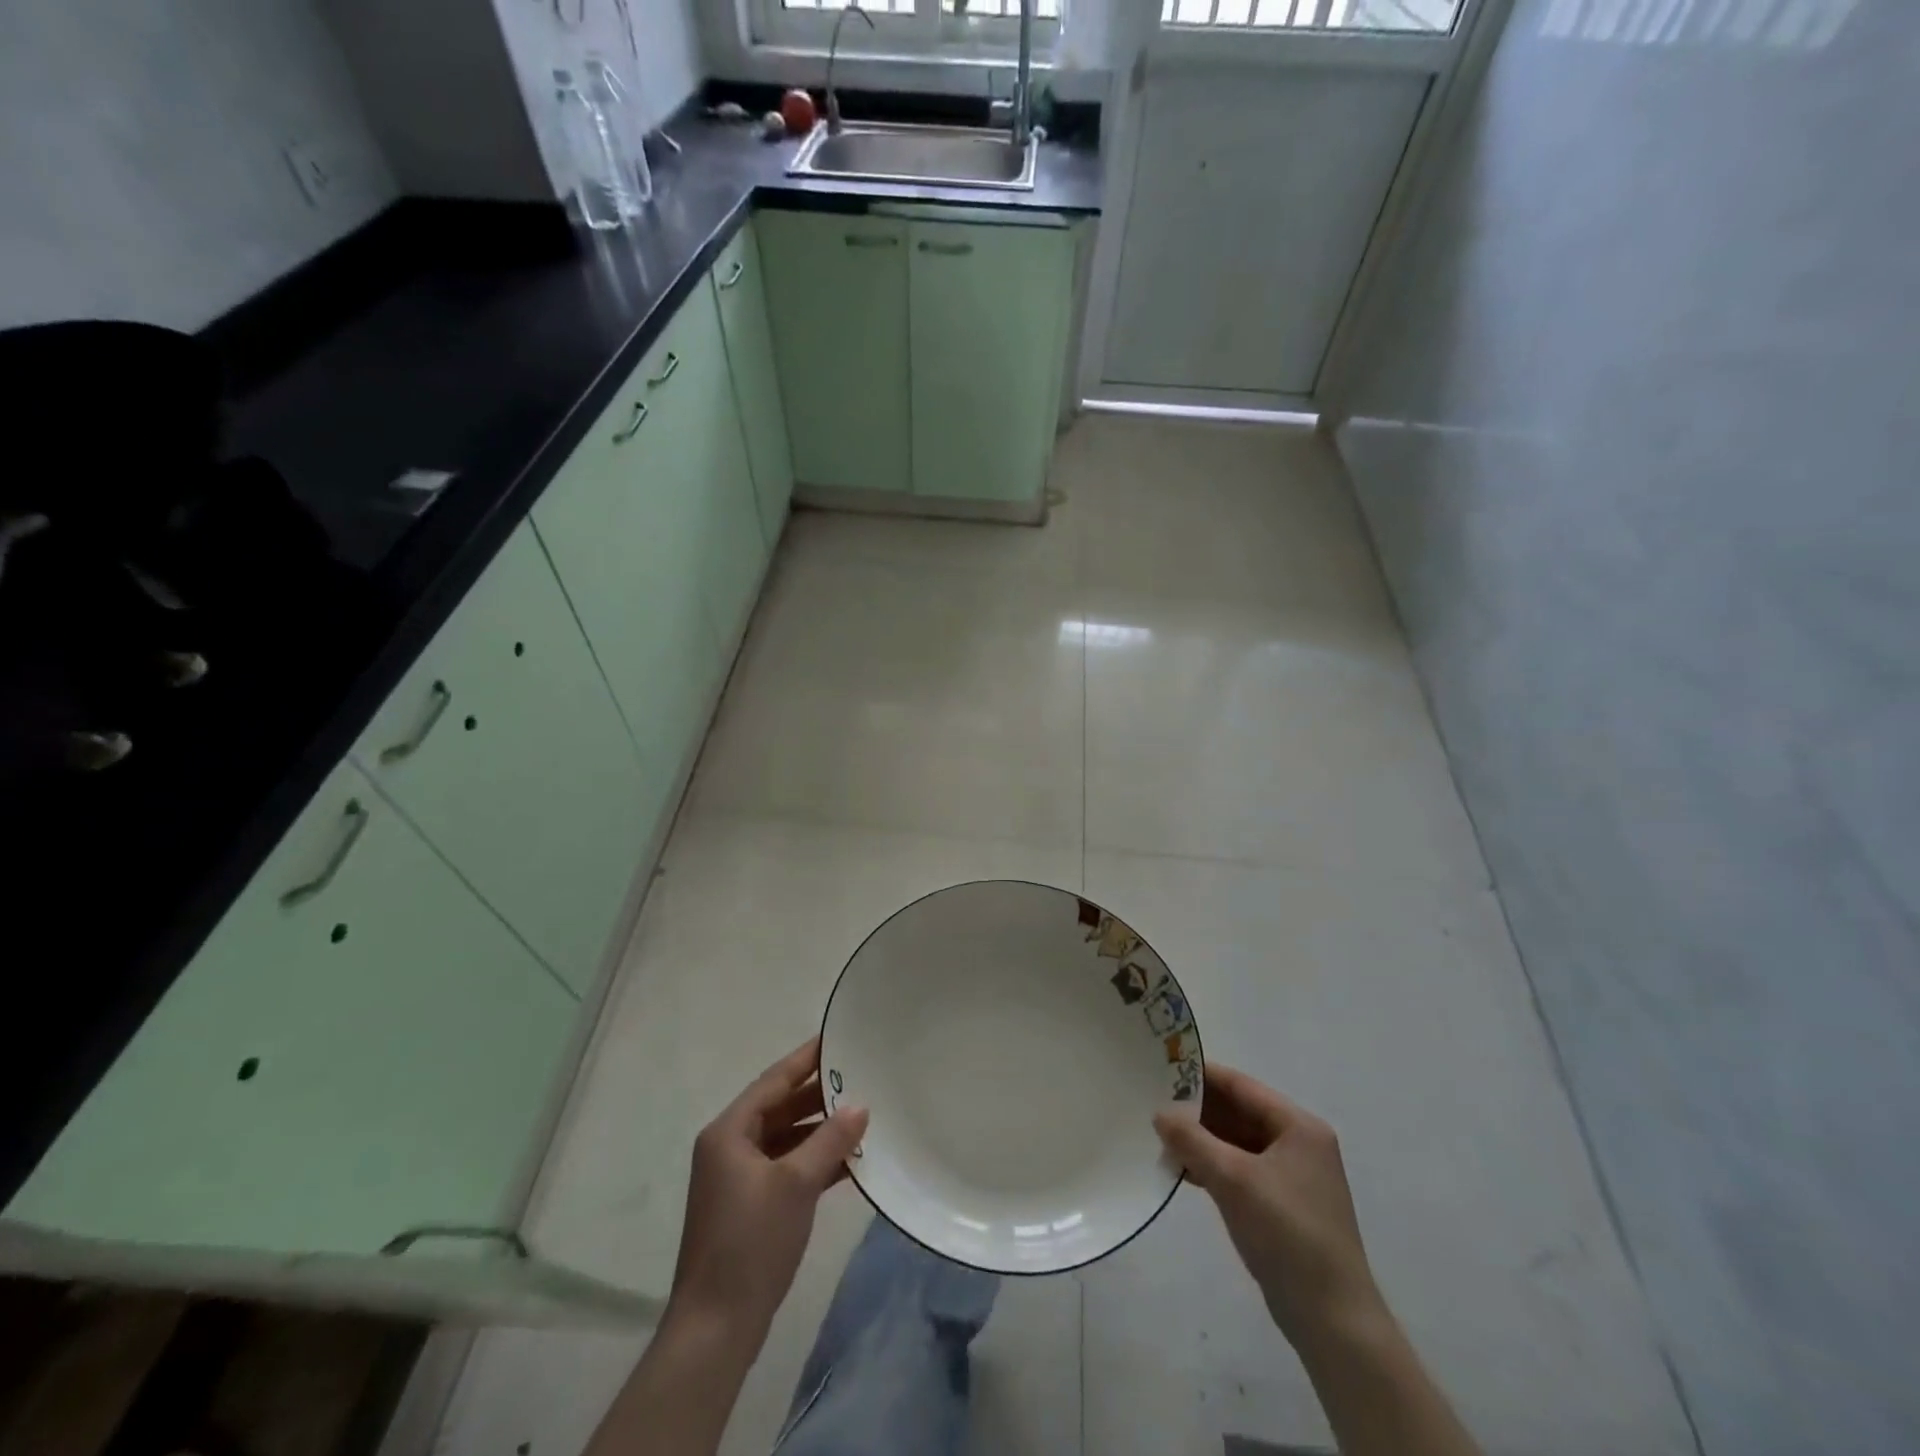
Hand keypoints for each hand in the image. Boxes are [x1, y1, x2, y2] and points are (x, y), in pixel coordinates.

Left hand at [667, 1036, 868, 1346]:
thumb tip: (861, 1105)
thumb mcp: (796, 1184)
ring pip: (785, 1138)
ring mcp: (738, 1179)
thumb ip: (830, 1140)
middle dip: (818, 1095)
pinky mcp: (750, 1206)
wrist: (716, 1327)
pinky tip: (849, 1160)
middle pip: (778, 1107)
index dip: (805, 1059)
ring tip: (862, 1114)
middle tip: (859, 1074)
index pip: (773, 1081)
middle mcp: (729, 1147)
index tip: (836, 1037)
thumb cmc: (751, 1242)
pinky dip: (814, 1160)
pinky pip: (786, 1167)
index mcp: (729, 1132)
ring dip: (819, 1130)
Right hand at [1154, 1063, 1383, 1350]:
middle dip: (1197, 1110)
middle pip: (1238, 1112)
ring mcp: (1291, 1176)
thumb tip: (1160, 1112)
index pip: (1241, 1086)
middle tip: (1153, 1101)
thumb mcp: (1233, 1180)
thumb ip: (1193, 1140)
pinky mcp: (1281, 1204)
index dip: (1201, 1075)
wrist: (1332, 1321)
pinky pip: (1240, 1169)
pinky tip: (1181, 1170)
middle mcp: (1298, 1143)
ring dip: (1201, 1140)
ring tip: (1159, 1136)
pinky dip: (1212, 1166)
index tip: (1161, 1067)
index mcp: (1298, 1126)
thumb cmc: (1287, 1235)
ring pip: (1236, 1142)